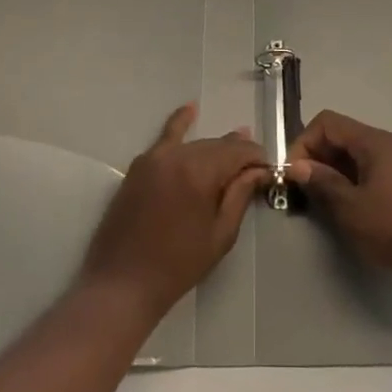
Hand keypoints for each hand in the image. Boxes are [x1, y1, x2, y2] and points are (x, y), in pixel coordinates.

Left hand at [80, 104, 269, 320]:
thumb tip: (258, 171)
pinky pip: (165, 138)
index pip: (239, 153)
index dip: (257, 160)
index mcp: (200, 173)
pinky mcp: (140, 166)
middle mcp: (178, 156)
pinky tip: (191, 109)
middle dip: (238, 154)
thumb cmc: (177, 266)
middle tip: (254, 169)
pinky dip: (180, 123)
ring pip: (196, 144)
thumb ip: (239, 196)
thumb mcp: (220, 234)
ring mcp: (155, 158)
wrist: (122, 283)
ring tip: (236, 144)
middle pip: (218, 146)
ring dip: (215, 148)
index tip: (269, 172)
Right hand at [287, 110, 391, 289]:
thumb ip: (322, 183)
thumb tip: (298, 165)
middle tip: (306, 192)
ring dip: (338, 172)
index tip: (293, 175)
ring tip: (329, 203)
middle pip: (344, 136)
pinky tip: (358, 209)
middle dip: (319, 158)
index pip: (328, 123)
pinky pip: (377, 168)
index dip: (304, 143)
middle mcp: (391, 142)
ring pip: (360, 154)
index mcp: (375, 141)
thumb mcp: (351, 209)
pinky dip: (358, 180)